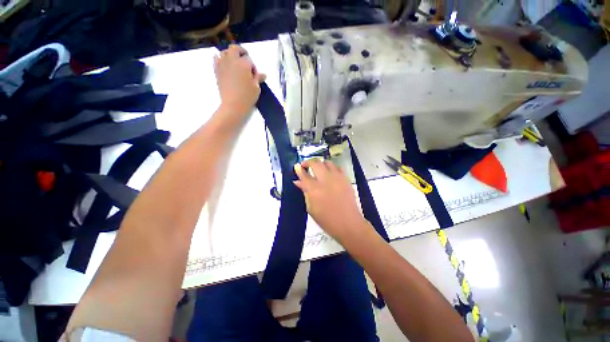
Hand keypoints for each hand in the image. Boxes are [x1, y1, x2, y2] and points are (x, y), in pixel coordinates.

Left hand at [214, 45, 265, 121]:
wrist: (233, 105)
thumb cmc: (247, 97)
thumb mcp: (256, 88)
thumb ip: (258, 78)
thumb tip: (263, 74)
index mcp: (244, 64)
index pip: (249, 59)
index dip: (252, 66)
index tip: (254, 75)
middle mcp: (232, 60)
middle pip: (235, 49)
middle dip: (241, 52)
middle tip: (245, 61)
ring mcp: (223, 64)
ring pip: (225, 52)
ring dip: (231, 54)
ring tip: (235, 63)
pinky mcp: (216, 70)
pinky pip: (216, 58)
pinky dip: (220, 58)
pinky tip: (224, 63)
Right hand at [294, 160, 369, 241]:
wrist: (348, 223)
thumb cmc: (326, 220)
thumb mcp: (311, 208)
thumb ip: (305, 192)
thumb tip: (298, 181)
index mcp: (314, 190)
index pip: (304, 174)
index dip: (299, 169)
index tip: (297, 167)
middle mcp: (326, 180)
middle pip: (315, 163)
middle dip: (308, 162)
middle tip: (305, 166)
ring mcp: (337, 178)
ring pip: (327, 162)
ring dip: (320, 164)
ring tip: (318, 170)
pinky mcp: (346, 179)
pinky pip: (338, 167)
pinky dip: (332, 168)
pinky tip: (330, 174)